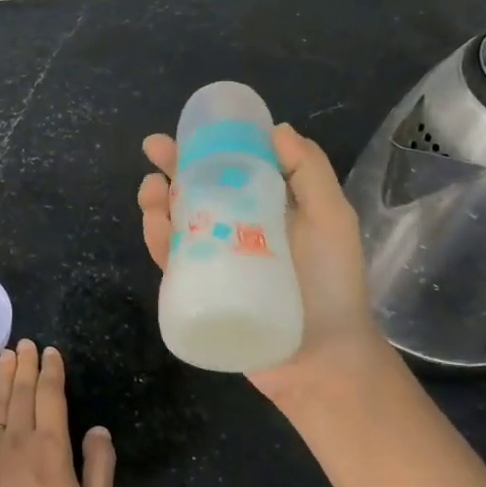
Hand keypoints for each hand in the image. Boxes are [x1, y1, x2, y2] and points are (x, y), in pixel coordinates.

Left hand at [0, 340, 116, 486]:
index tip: (51, 351)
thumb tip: (98, 429)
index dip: (51, 371)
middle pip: (21, 392)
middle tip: (25, 343)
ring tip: (5, 354)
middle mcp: (19, 440)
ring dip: (3, 375)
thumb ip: (99, 466)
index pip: (50, 397)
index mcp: (51, 448)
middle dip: (25, 364)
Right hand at [137, 123, 380, 400]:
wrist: (323, 358)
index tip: (191, 128)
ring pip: (176, 225)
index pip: (232, 170)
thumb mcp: (332, 219)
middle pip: (197, 193)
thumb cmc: (333, 285)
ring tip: (152, 188)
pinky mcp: (198, 291)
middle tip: (154, 150)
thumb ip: (310, 172)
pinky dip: (158, 240)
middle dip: (173, 168)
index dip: (209, 147)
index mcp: (266, 209)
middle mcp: (236, 231)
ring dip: (158, 202)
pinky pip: (172, 262)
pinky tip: (155, 224)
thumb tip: (276, 129)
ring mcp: (215, 262)